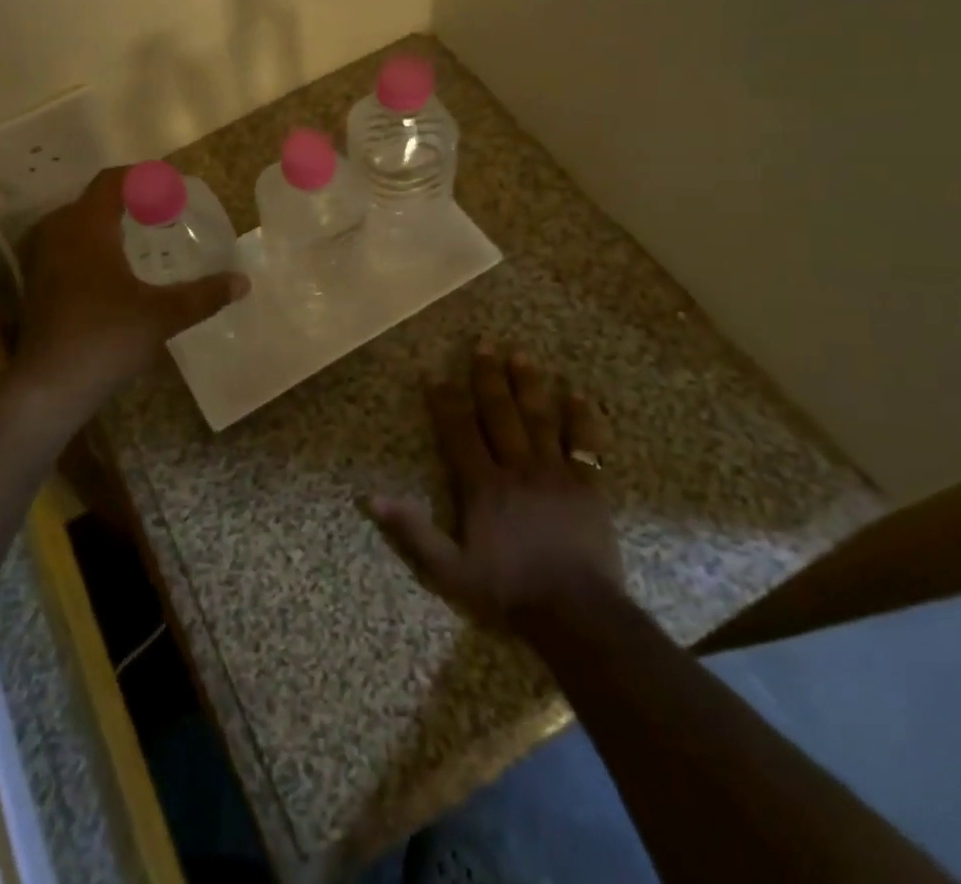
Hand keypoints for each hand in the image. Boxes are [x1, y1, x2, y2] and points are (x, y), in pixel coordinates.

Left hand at [13, 167, 247, 424]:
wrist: (48, 386)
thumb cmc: (106, 338)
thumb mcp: (162, 315)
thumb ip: (204, 295)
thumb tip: (242, 282)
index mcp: (87, 226)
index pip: (112, 181)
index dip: (142, 177)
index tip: (170, 187)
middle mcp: (58, 231)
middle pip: (94, 199)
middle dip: (128, 201)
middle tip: (162, 214)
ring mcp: (40, 257)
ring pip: (77, 223)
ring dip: (107, 223)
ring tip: (140, 239)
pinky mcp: (36, 282)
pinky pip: (66, 245)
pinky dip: (91, 245)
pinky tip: (113, 270)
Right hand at [366, 340, 622, 629]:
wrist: (577, 615)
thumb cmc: (509, 591)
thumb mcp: (449, 570)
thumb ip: (412, 531)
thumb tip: (371, 497)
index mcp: (482, 485)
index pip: (458, 432)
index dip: (444, 401)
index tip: (435, 374)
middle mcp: (517, 468)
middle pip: (499, 413)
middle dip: (488, 378)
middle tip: (483, 344)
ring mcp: (556, 473)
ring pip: (539, 418)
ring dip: (528, 385)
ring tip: (520, 355)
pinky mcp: (589, 487)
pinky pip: (584, 444)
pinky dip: (580, 418)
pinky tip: (576, 394)